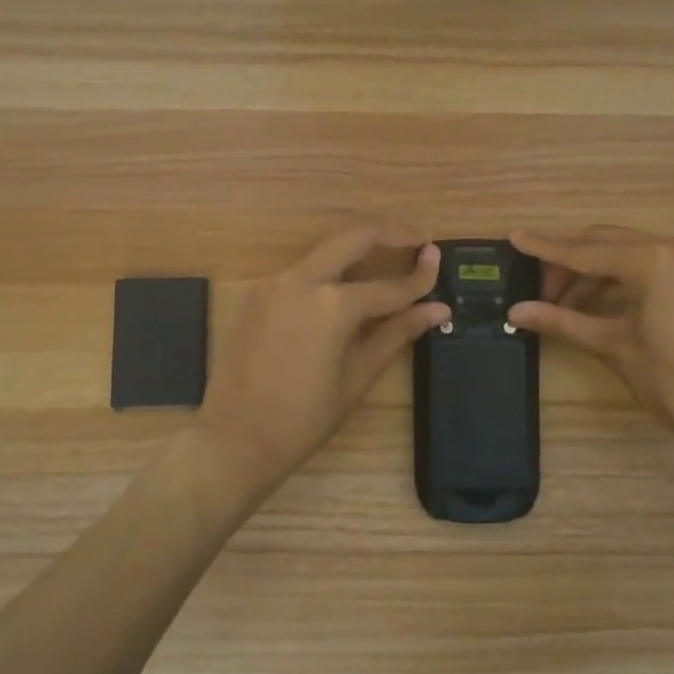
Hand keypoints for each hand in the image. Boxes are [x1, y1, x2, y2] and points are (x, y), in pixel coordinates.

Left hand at [201, 224, 448, 486]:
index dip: (420, 277)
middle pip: (354, 237)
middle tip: (420, 238)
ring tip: (391, 254)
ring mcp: (275, 283)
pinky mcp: (258, 293)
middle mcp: (301, 280)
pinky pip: (303, 270)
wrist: (234, 441)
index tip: (439, 259)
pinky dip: (331, 269)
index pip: (389, 286)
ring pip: (326, 249)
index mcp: (332, 305)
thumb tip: (438, 309)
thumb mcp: (358, 376)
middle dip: (392, 232)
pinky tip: (347, 284)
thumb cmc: (304, 419)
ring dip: (359, 246)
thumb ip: (397, 333)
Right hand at [508, 226, 673, 448]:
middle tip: (538, 292)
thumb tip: (514, 312)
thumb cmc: (671, 380)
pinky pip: (641, 264)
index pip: (585, 251)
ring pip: (621, 252)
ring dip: (589, 272)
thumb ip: (561, 321)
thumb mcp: (612, 346)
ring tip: (560, 304)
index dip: (546, 248)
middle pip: (602, 243)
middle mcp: (669, 247)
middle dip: (567, 263)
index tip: (513, 237)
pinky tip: (590, 303)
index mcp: (651, 260)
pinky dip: (613, 278)